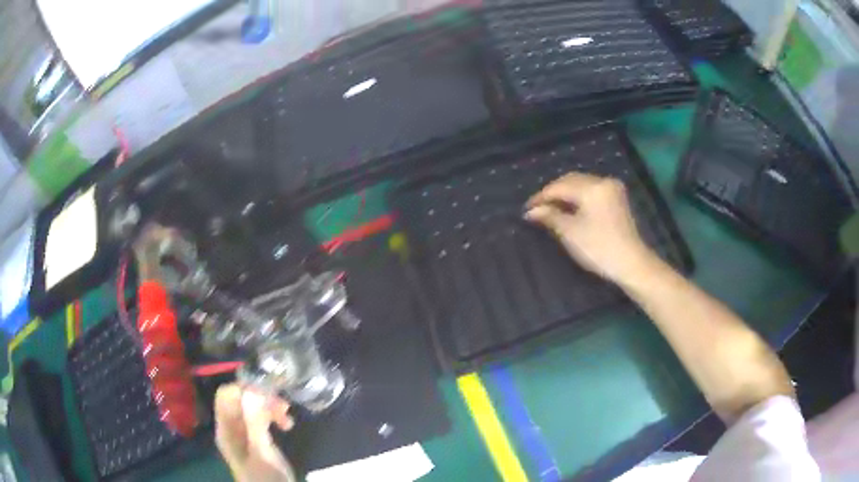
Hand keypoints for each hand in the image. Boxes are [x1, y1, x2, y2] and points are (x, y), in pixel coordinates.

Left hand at [215, 384, 295, 481]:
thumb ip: (255, 422)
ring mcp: (242, 433)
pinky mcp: (255, 438)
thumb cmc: (266, 477)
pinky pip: (259, 418)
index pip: (226, 395)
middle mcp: (230, 427)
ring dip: (269, 407)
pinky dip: (272, 416)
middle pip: (239, 399)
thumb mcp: (262, 451)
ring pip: (251, 407)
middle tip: (284, 407)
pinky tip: (286, 424)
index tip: (270, 395)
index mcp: (225, 429)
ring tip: (288, 418)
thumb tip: (253, 390)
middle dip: (261, 398)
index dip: (245, 389)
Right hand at [525, 173, 654, 282]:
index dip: (541, 197)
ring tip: (550, 208)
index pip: (560, 186)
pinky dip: (578, 197)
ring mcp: (613, 188)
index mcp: (592, 187)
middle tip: (537, 208)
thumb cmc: (599, 248)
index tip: (527, 209)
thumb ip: (550, 216)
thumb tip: (531, 211)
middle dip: (553, 192)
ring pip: (582, 184)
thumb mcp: (570, 232)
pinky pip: (592, 190)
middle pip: (572, 180)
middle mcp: (603, 181)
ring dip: (565, 194)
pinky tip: (570, 208)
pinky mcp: (617, 198)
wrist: (631, 264)